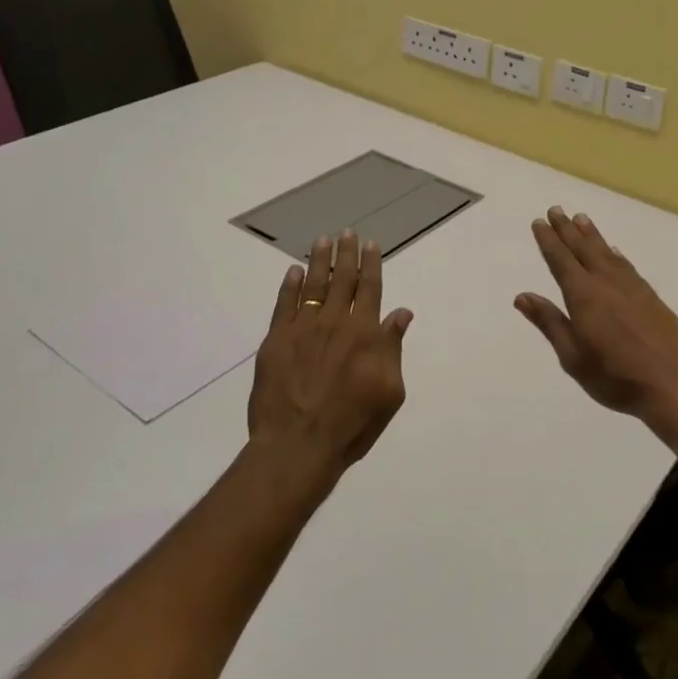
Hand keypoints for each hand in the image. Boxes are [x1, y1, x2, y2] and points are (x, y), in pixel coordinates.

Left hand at [248, 231, 412, 479]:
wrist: (298, 445)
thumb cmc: (353, 424)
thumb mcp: (390, 392)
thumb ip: (393, 348)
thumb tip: (401, 312)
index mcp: (365, 334)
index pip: (370, 289)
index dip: (371, 264)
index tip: (370, 244)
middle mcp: (334, 323)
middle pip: (342, 280)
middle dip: (346, 254)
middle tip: (346, 233)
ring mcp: (302, 330)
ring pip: (312, 286)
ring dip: (318, 261)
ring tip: (322, 240)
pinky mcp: (275, 342)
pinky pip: (283, 305)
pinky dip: (289, 286)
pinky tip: (292, 272)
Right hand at [515, 206, 677, 437]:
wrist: (675, 386)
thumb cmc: (616, 377)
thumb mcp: (573, 357)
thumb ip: (550, 323)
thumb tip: (522, 296)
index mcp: (583, 296)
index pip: (561, 261)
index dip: (549, 241)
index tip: (539, 222)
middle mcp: (607, 283)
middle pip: (583, 249)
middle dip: (568, 229)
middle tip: (557, 209)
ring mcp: (632, 288)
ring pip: (606, 253)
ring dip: (592, 235)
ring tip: (581, 218)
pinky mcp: (651, 297)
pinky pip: (627, 265)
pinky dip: (616, 253)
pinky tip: (614, 251)